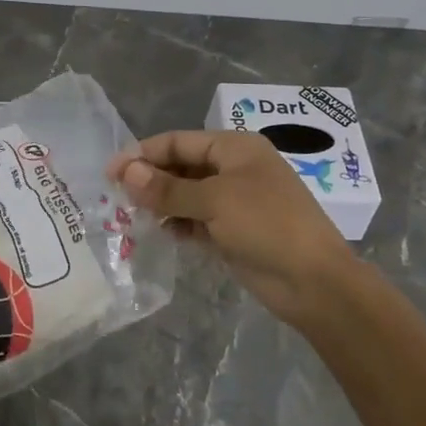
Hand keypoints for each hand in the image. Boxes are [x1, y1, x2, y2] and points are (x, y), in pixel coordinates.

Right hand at [108, 130, 363, 327]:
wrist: (316, 283)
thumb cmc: (267, 225)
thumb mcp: (214, 201)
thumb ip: (168, 188)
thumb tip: (126, 172)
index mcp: (235, 147)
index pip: (177, 141)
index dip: (142, 153)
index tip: (110, 172)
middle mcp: (233, 169)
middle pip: (181, 166)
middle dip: (150, 180)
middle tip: (115, 198)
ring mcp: (235, 201)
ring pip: (186, 195)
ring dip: (161, 203)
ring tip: (131, 217)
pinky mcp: (233, 231)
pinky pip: (196, 220)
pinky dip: (178, 224)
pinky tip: (160, 233)